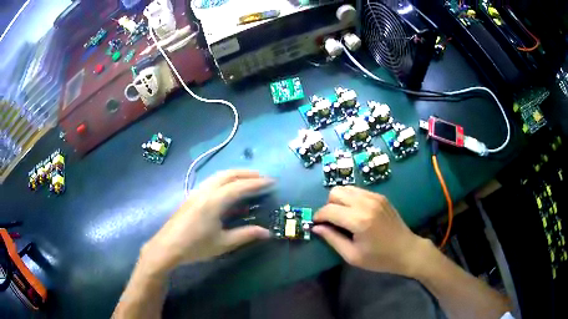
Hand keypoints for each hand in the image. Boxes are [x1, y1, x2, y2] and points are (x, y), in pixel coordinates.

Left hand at [141, 170, 272, 274]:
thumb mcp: (223, 243)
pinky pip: (211, 182)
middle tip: (262, 177)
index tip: (272, 181)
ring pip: (218, 176)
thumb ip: (246, 235)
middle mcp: (205, 191)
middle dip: (247, 173)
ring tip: (248, 180)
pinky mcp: (192, 196)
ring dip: (235, 175)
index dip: (257, 183)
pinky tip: (228, 191)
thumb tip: (268, 233)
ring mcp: (197, 192)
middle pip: (228, 174)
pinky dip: (224, 181)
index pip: (240, 186)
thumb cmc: (196, 246)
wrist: (167, 247)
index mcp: (214, 201)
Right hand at [313, 186, 430, 277]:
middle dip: (328, 206)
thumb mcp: (352, 256)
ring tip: (343, 217)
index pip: (329, 210)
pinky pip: (358, 190)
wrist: (406, 250)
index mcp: (359, 220)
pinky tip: (355, 213)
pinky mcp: (380, 196)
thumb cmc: (379, 258)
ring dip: (339, 200)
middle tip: (332, 222)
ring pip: (346, 188)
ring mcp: (375, 197)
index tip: (316, 225)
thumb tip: (316, 227)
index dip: (318, 217)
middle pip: (335, 192)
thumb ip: (332, 239)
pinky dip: (350, 199)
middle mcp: (366, 203)